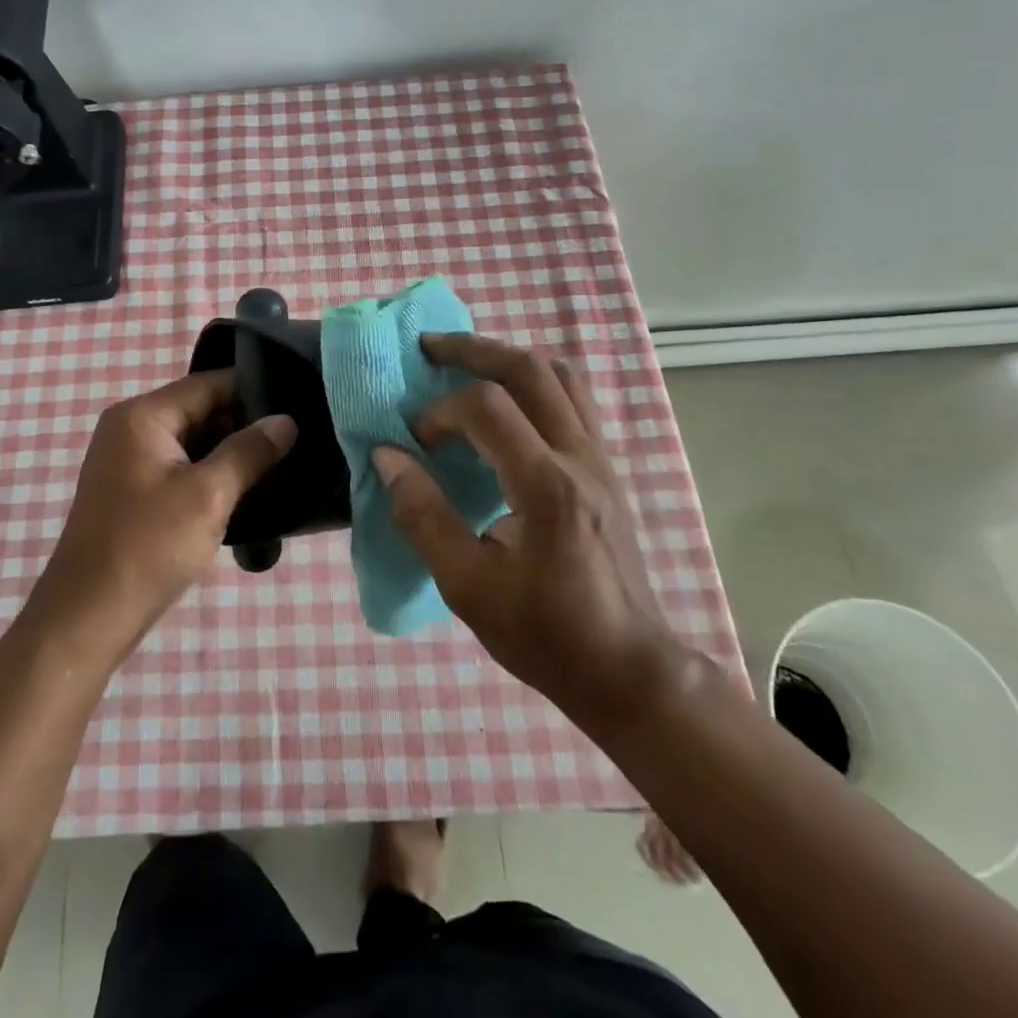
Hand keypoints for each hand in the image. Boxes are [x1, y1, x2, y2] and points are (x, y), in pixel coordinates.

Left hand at [30, 369, 294, 658]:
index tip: (299, 404)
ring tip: (282, 463)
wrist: (88, 617)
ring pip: (195, 442)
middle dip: (246, 425)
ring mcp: (129, 460)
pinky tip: (247, 490)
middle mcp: (131, 428)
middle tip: (297, 439)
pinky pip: (181, 468)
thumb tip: (286, 421)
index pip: (209, 384)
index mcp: (142, 416)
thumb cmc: (148, 547)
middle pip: (201, 410)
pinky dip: (212, 476)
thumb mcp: (208, 495)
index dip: (255, 391)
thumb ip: (249, 451)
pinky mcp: (134, 490)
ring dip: (231, 454)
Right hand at [371, 333, 675, 720]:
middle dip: (474, 349)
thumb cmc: (545, 634)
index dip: (440, 412)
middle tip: (429, 347)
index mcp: (546, 487)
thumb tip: (387, 457)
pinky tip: (507, 402)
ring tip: (467, 364)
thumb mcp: (467, 587)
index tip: (415, 442)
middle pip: (530, 369)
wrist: (629, 670)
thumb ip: (423, 516)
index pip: (487, 408)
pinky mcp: (607, 468)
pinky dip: (534, 383)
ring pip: (561, 375)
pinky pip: (574, 400)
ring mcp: (601, 459)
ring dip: (509, 359)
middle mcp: (580, 458)